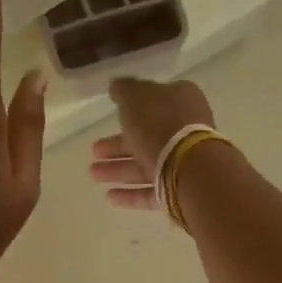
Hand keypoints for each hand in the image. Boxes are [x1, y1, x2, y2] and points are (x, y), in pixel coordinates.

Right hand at [88, 78, 217, 210]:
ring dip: (118, 169)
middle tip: (94, 151)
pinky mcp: (181, 190)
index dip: (131, 107)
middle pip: (147, 136)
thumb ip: (124, 90)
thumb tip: (117, 85)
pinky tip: (109, 196)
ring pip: (146, 164)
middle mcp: (186, 129)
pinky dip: (131, 193)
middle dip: (118, 145)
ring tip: (93, 174)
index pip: (154, 100)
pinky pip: (153, 190)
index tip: (112, 114)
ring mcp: (185, 161)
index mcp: (181, 101)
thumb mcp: (135, 97)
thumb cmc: (160, 124)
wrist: (188, 167)